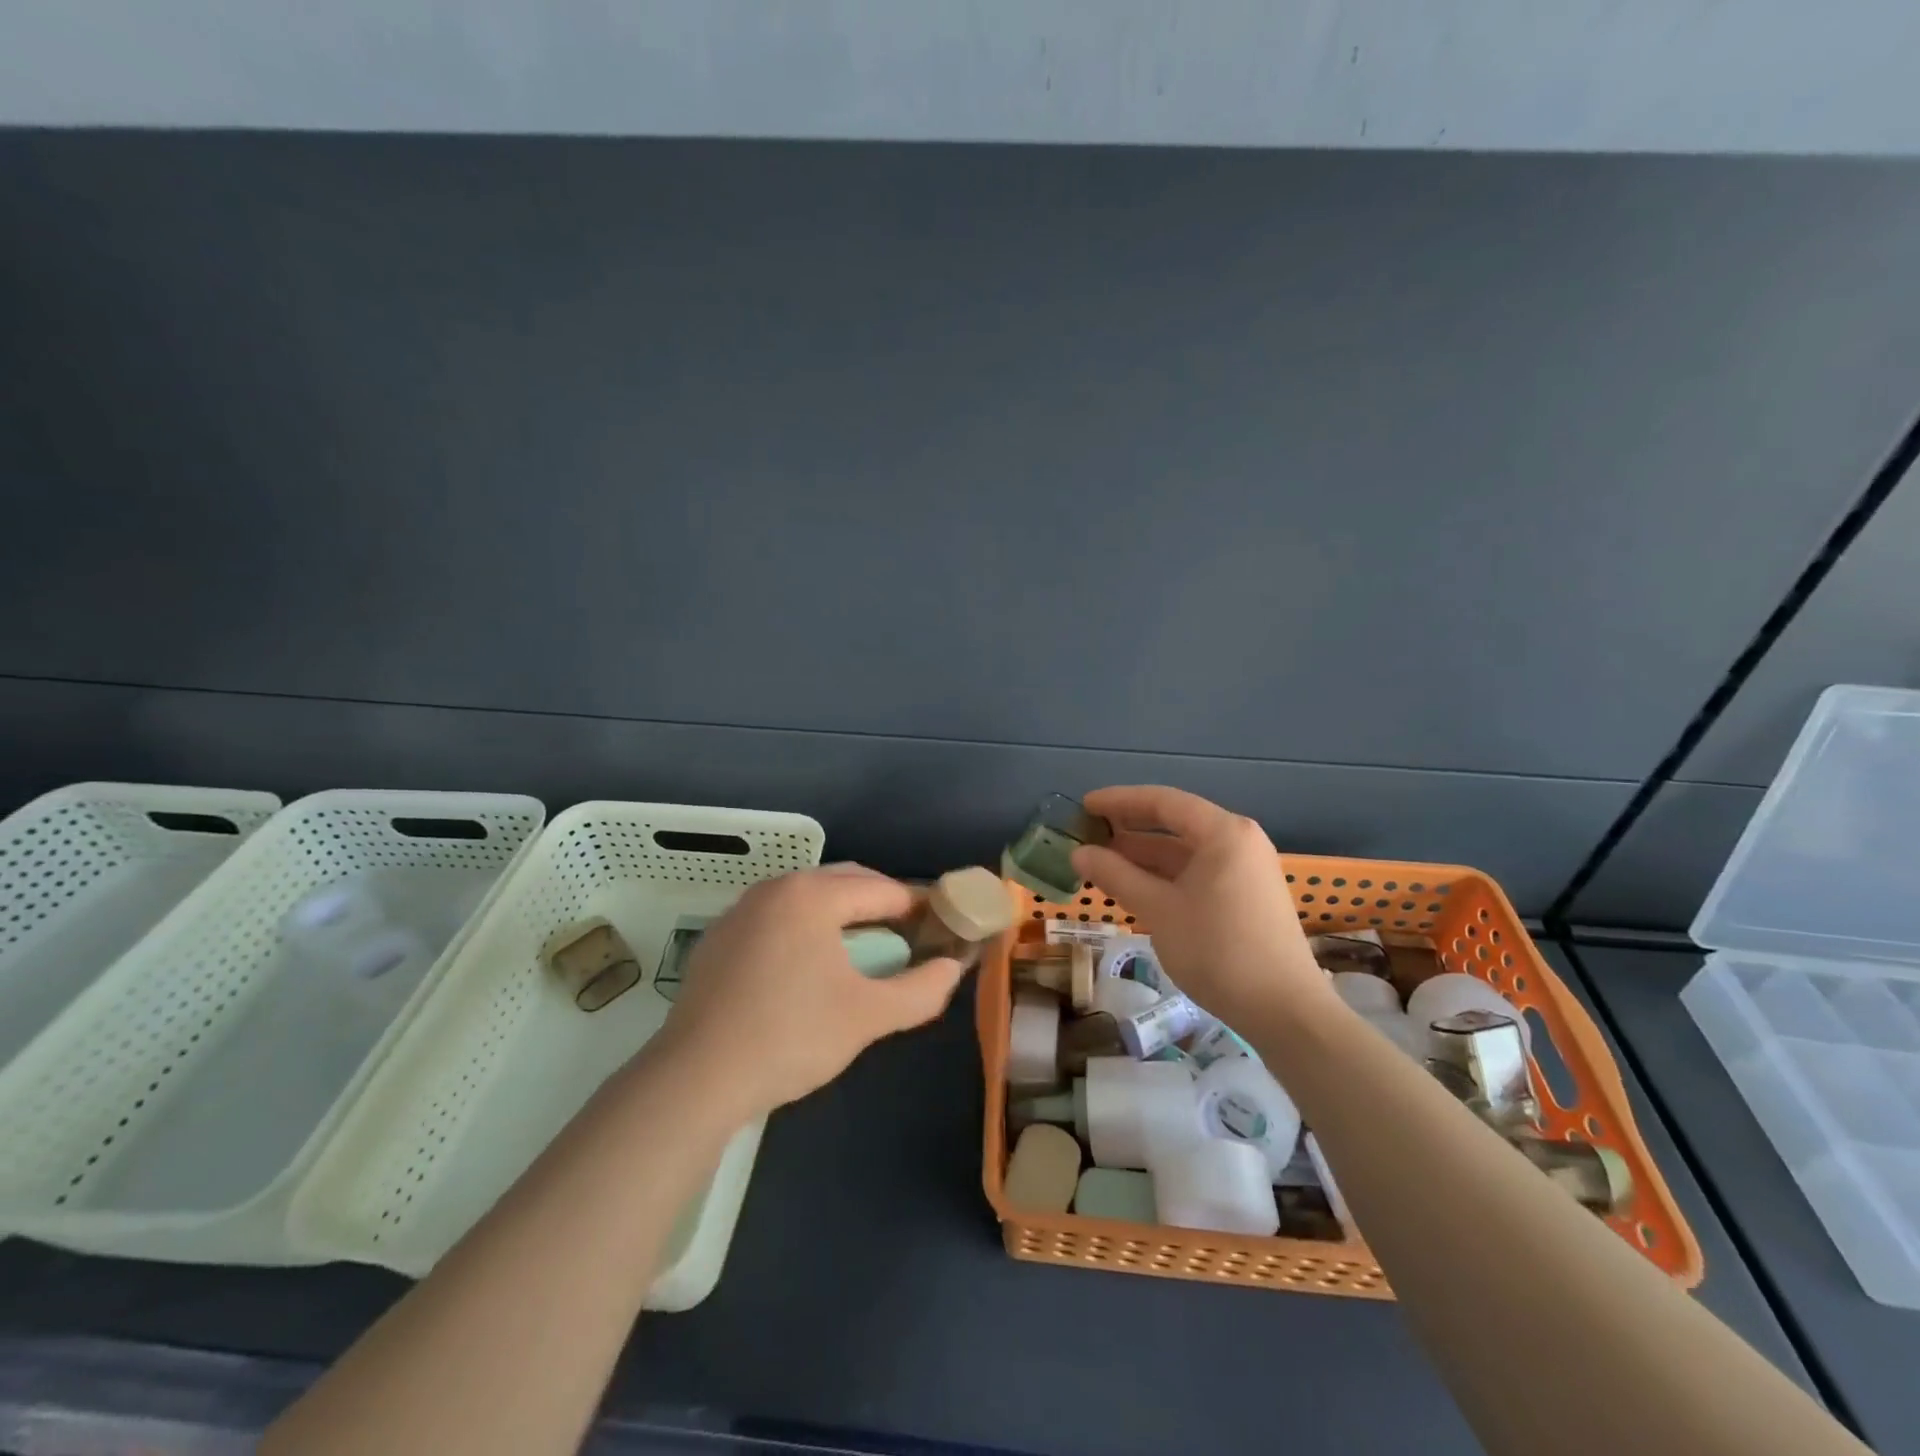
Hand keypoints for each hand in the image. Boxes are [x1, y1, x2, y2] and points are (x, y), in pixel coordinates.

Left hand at [656, 864, 966, 1117]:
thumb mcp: (868, 1016)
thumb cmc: (790, 1037)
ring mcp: (742, 909)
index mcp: (813, 894)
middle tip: (908, 940)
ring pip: (809, 898)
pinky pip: (778, 917)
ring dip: (843, 916)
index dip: (919, 908)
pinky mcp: (720, 936)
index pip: (884, 889)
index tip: (941, 930)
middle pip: (846, 883)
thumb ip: (921, 989)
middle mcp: (776, 887)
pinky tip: (808, 969)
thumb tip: (953, 967)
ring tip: (864, 953)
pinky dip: (806, 929)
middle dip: (882, 905)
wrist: (695, 1078)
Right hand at [1070, 786, 1329, 1029]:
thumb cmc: (1218, 950)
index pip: (1163, 802)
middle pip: (1175, 823)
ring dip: (1143, 857)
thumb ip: (1116, 875)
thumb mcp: (1159, 909)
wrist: (1284, 1011)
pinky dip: (1164, 877)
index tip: (1084, 806)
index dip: (1119, 801)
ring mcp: (1245, 870)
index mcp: (1223, 833)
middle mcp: (1238, 842)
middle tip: (1087, 835)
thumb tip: (1078, 853)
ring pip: (1184, 852)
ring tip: (1100, 864)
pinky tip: (1134, 888)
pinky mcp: (1246, 897)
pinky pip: (1196, 873)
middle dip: (1129, 829)